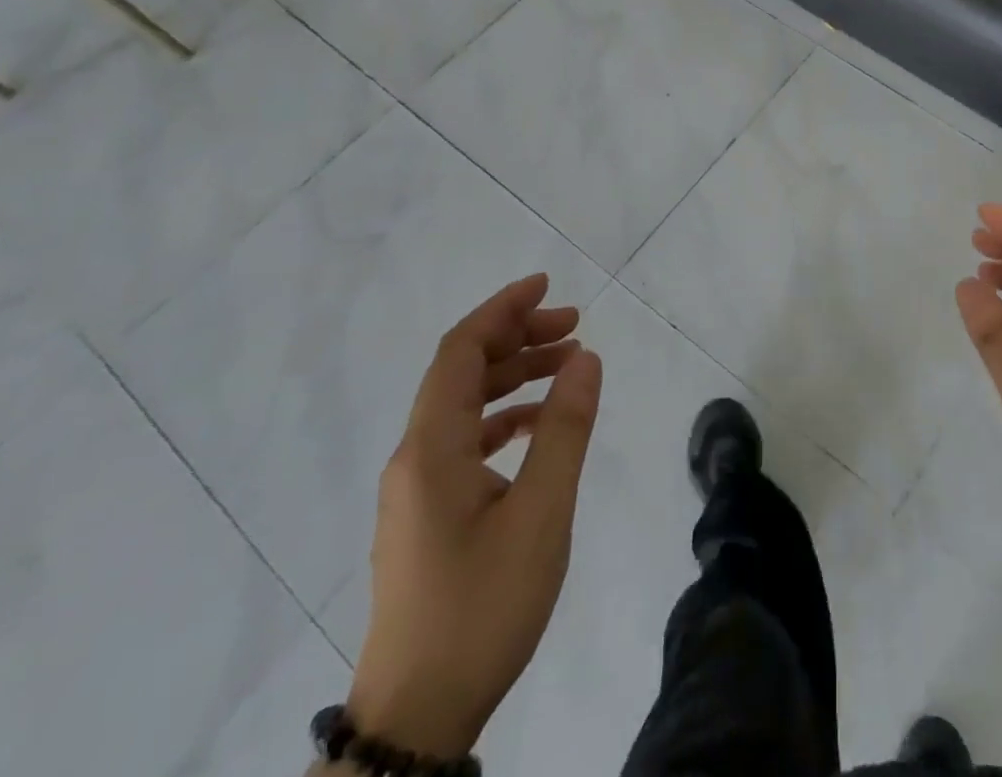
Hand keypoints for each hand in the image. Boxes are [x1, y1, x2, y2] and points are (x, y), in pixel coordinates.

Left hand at [346, 276, 603, 758]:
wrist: (417, 716)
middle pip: (462, 372)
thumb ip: (565, 429)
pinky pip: (465, 441)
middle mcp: (415, 458)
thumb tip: (586, 359)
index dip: (502, 309)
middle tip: (575, 326)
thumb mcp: (541, 512)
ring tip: (569, 367)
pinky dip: (505, 417)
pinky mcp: (427, 516)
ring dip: (514, 377)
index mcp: (432, 449)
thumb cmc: (482, 607)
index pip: (460, 351)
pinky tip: (540, 426)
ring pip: (464, 406)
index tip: (547, 285)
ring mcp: (417, 489)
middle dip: (517, 338)